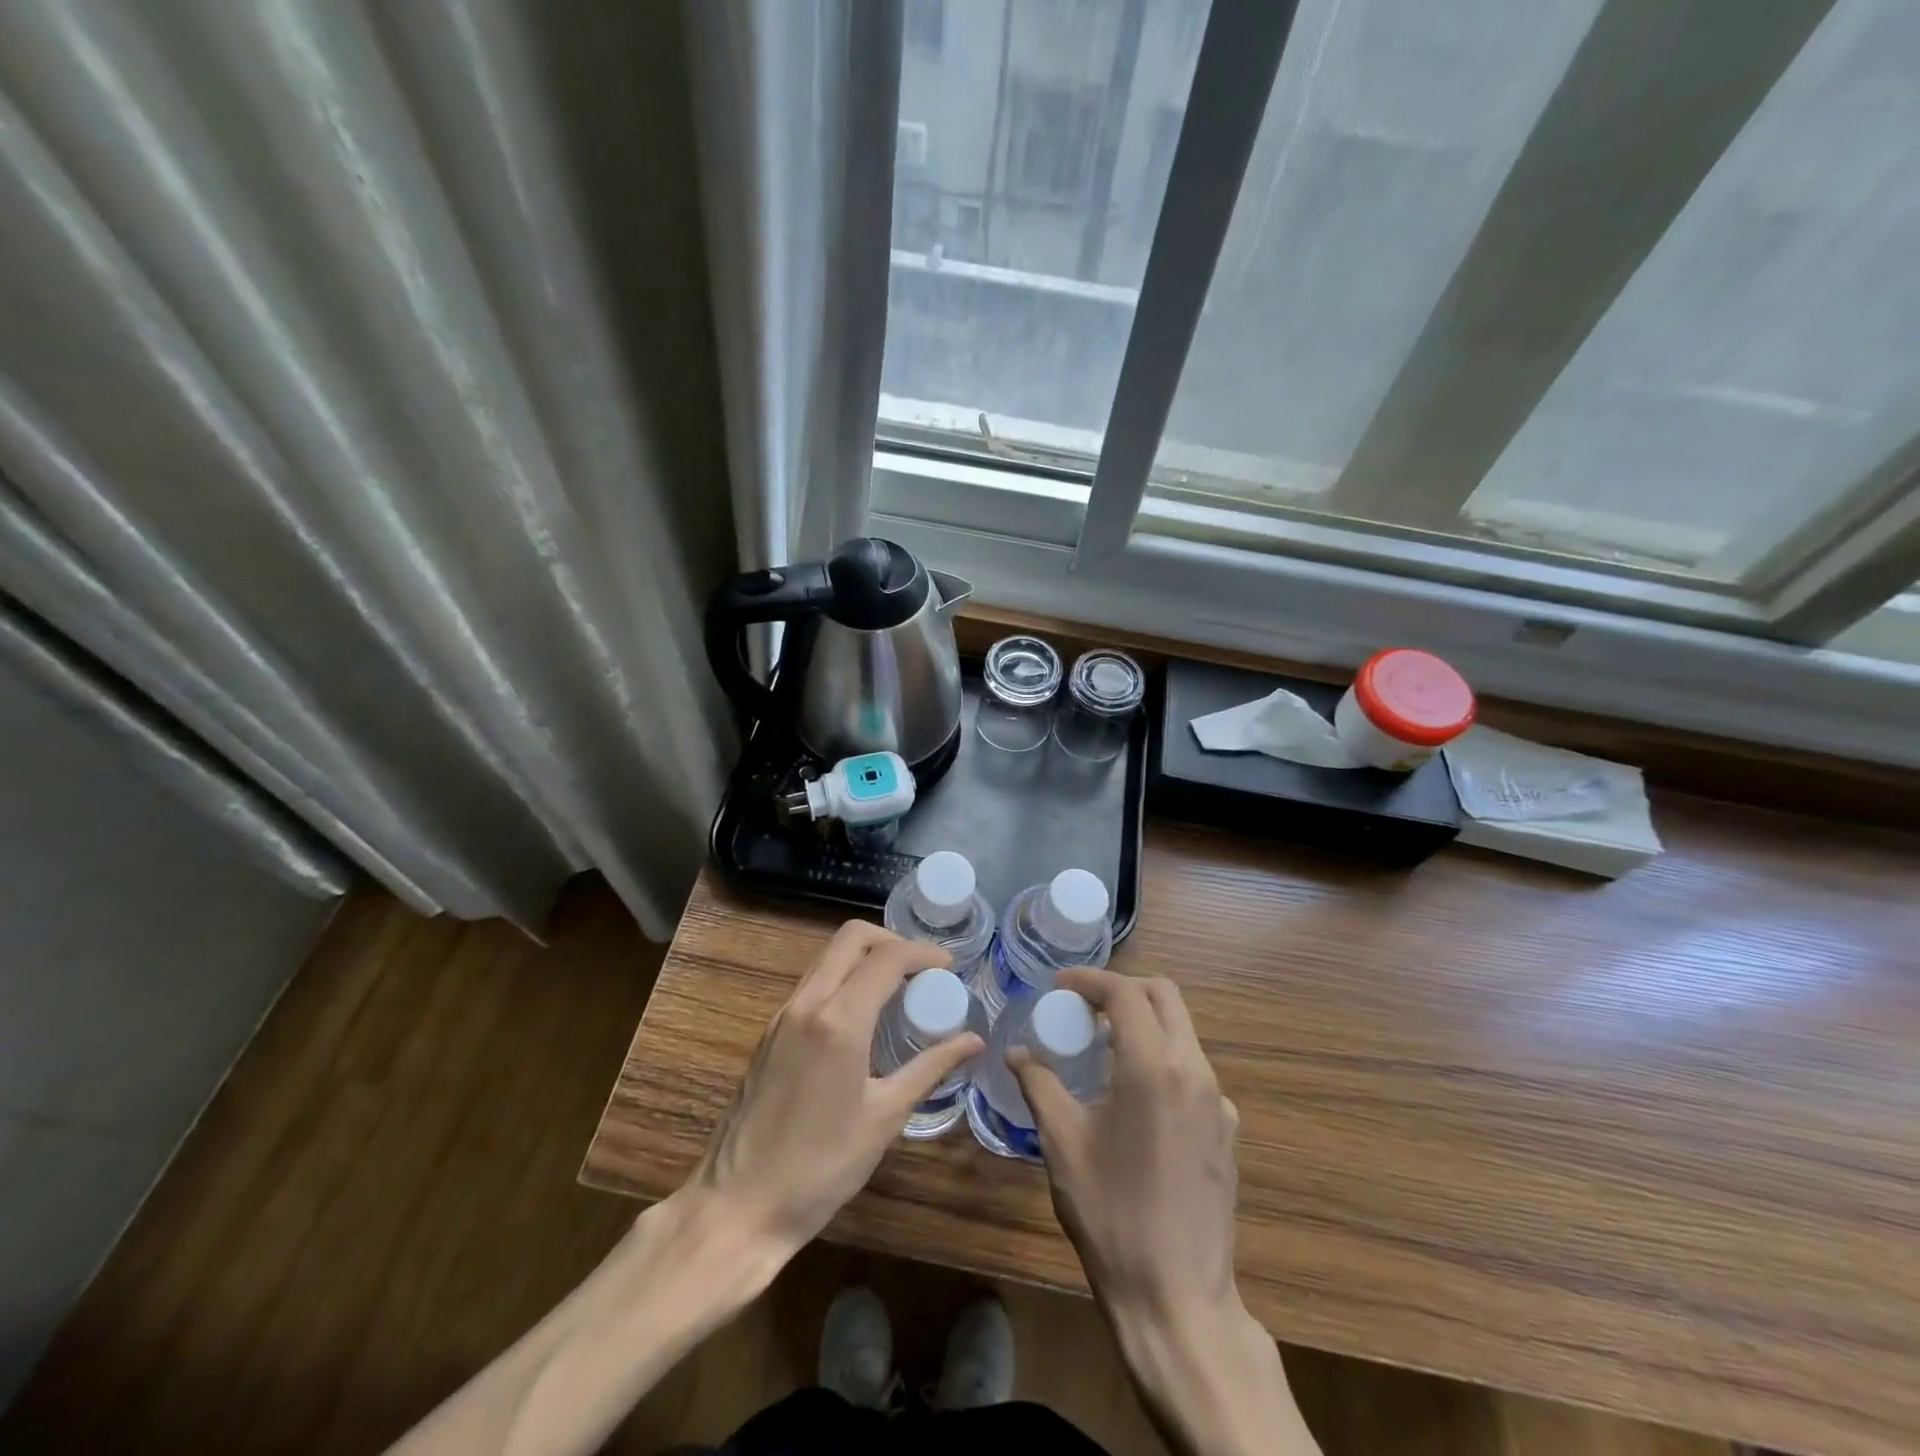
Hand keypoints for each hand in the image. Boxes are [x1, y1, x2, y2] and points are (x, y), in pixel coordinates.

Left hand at [691, 921, 982, 1256]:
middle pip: (851, 938)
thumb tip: (974, 1040)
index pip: (887, 957)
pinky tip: (863, 1017)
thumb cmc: (820, 1167)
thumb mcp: (885, 1117)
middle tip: (922, 971)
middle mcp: (807, 1003)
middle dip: (892, 941)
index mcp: (839, 1019)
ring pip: (828, 957)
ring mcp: (783, 1015)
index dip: (924, 953)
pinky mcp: (770, 1032)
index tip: (950, 967)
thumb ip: (930, 1068)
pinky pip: (813, 983)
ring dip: (865, 958)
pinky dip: (844, 979)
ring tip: (898, 991)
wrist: (738, 1207)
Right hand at [1013, 970, 1315, 1455]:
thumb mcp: (1062, 1143)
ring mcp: (1219, 1100)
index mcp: (1152, 1066)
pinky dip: (1163, 1060)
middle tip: (1084, 1005)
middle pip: (1164, 997)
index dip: (1090, 980)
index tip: (1059, 985)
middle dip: (1123, 989)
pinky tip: (1137, 1098)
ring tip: (1103, 1047)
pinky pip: (1194, 1071)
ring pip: (1183, 1032)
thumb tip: (1016, 1053)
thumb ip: (1039, 1085)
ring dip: (1145, 1023)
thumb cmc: (1111, 1215)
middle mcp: (1194, 1070)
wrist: (1178, 1299)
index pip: (1125, 993)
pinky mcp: (1229, 1130)